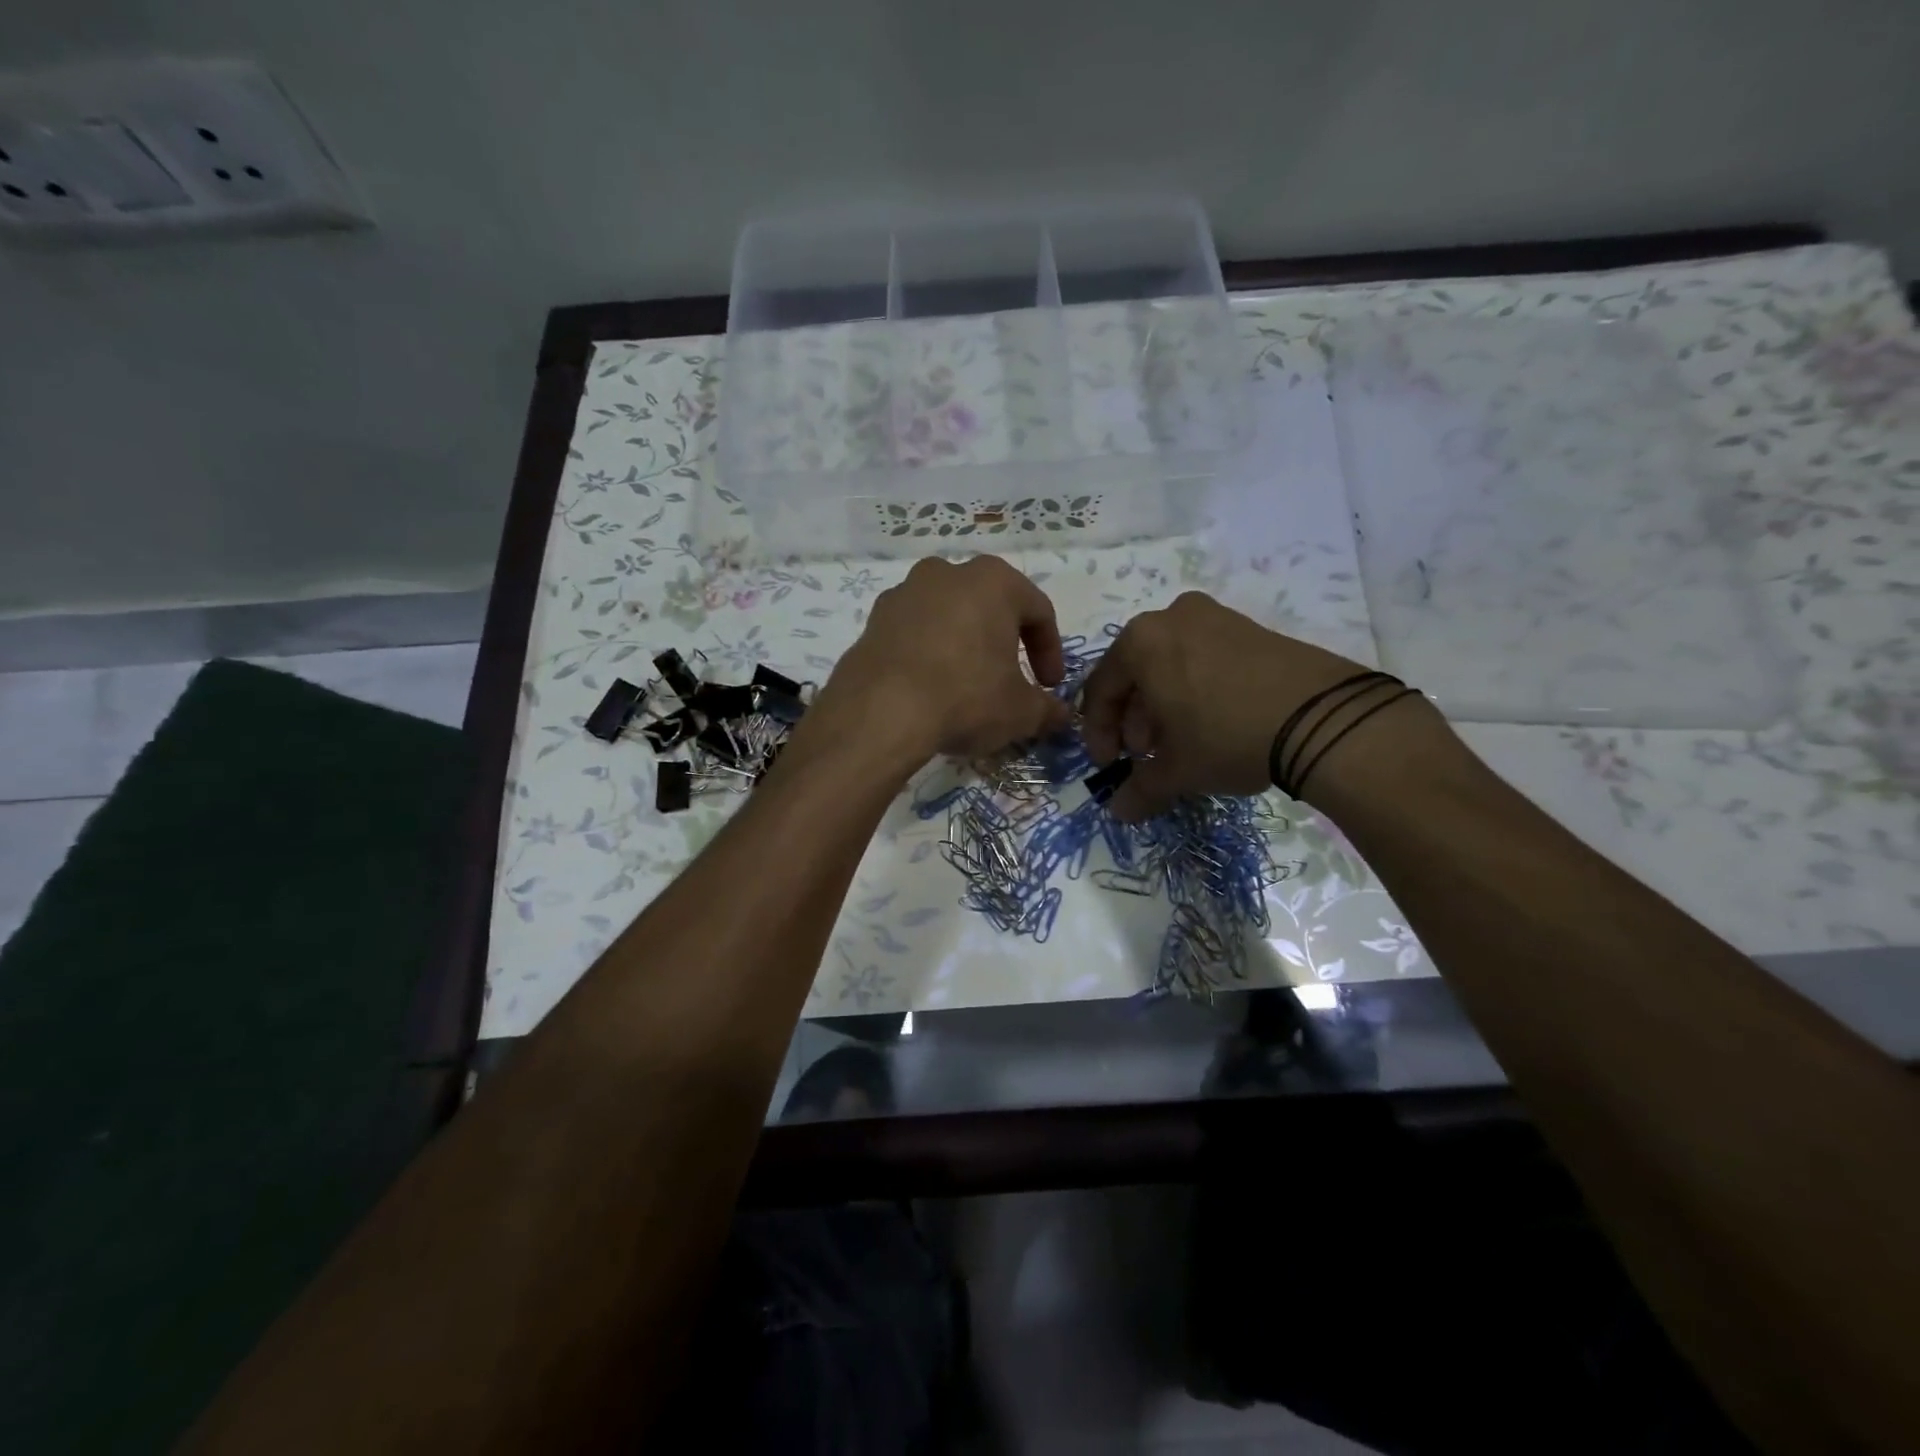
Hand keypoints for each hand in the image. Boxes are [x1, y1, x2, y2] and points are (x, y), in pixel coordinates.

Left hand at [810, 556, 1070, 766]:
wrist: (881, 711)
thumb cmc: (967, 697)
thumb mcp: (1021, 711)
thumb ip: (1046, 709)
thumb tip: (1060, 715)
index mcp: (993, 580)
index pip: (1037, 611)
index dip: (1050, 652)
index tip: (1048, 686)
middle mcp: (947, 573)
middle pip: (989, 607)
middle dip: (1004, 644)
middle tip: (1010, 682)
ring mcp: (904, 593)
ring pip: (948, 618)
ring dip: (963, 646)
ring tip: (966, 687)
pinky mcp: (872, 620)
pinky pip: (914, 635)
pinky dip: (928, 655)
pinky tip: (930, 690)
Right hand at [1079, 592, 1442, 819]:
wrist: (1323, 717)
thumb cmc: (1226, 735)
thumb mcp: (1178, 769)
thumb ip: (1140, 789)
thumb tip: (1119, 812)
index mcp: (1140, 641)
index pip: (1100, 690)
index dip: (1098, 734)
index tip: (1109, 766)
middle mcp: (1171, 618)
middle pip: (1135, 674)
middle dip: (1134, 720)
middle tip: (1144, 756)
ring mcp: (1215, 617)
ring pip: (1170, 666)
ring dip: (1163, 707)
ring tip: (1177, 744)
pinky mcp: (1250, 627)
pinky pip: (1203, 659)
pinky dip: (1195, 691)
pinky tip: (1209, 724)